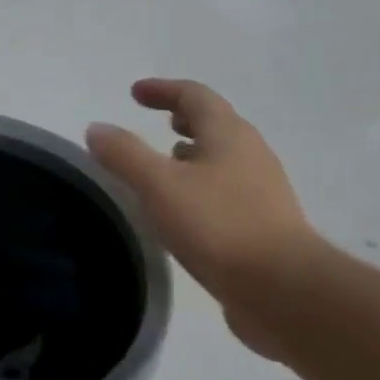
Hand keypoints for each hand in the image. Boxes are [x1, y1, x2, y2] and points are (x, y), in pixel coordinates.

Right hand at [87, 80, 321, 357]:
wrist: (282, 289)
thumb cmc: (218, 226)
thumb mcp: (159, 185)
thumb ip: (125, 154)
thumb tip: (97, 128)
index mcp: (229, 136)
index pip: (195, 97)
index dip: (163, 90)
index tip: (134, 92)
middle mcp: (250, 155)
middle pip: (215, 124)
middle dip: (183, 118)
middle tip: (155, 121)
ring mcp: (261, 191)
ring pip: (221, 159)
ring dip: (192, 153)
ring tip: (163, 164)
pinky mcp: (262, 224)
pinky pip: (224, 190)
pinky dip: (199, 184)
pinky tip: (182, 209)